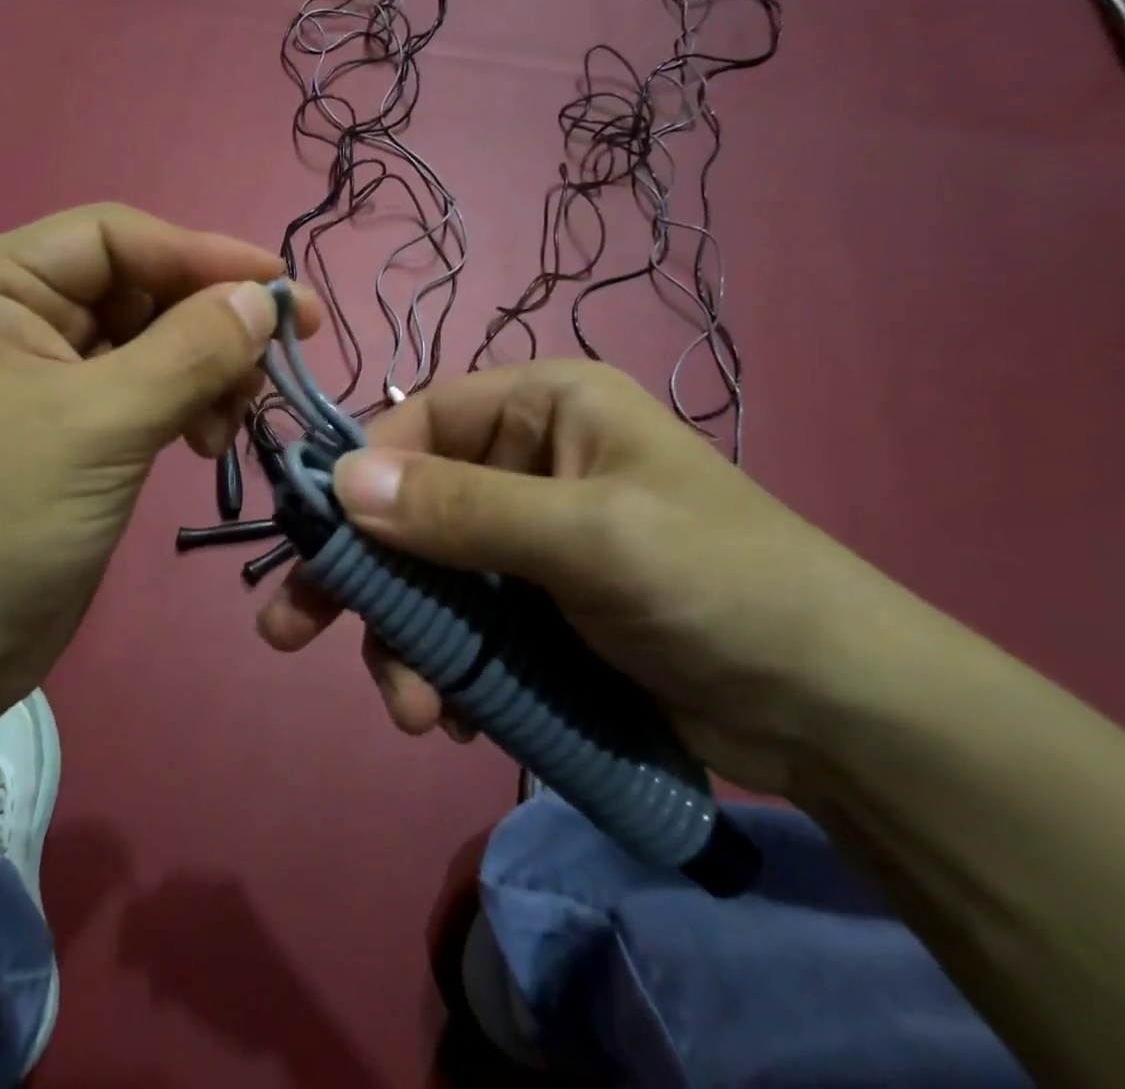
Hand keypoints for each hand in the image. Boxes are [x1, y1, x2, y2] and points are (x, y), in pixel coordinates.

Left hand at [0, 204, 316, 718]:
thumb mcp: (97, 424)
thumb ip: (190, 351)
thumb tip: (266, 298)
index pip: (114, 237)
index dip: (203, 254)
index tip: (283, 290)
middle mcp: (14, 321)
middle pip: (136, 290)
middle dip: (208, 320)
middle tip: (277, 360)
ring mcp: (42, 383)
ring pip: (148, 346)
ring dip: (204, 370)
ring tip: (234, 418)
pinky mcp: (69, 438)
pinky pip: (143, 396)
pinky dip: (185, 408)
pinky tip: (207, 442)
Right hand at [256, 360, 925, 793]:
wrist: (834, 714)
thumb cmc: (718, 586)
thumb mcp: (587, 538)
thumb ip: (462, 509)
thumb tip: (342, 481)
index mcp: (540, 408)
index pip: (418, 421)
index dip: (360, 475)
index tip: (312, 539)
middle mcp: (523, 462)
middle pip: (407, 504)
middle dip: (361, 575)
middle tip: (290, 631)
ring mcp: (524, 540)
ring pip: (425, 575)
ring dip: (403, 641)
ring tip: (413, 712)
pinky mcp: (532, 607)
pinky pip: (458, 623)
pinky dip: (442, 667)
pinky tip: (450, 715)